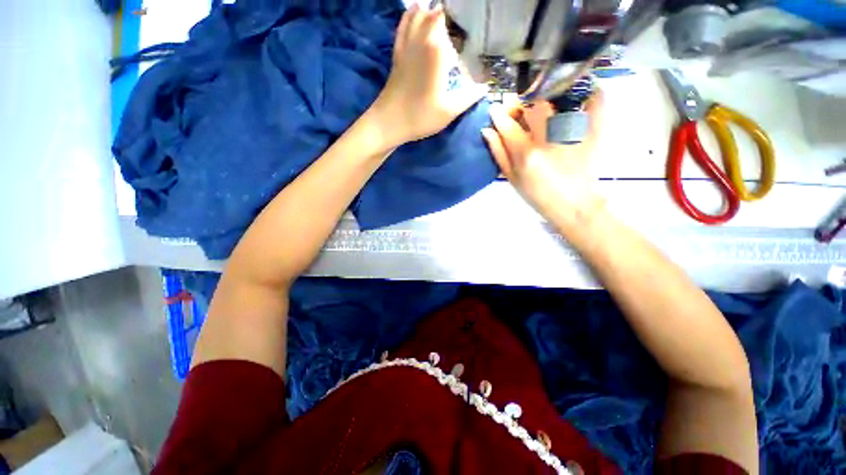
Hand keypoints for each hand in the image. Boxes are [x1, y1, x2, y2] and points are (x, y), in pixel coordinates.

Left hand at [370, 4, 486, 147]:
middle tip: (458, 22)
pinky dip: (409, 16)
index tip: (468, 16)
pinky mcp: (397, 55)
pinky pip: (402, 27)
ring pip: (415, 16)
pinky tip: (415, 12)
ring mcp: (405, 46)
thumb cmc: (420, 117)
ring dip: (428, 11)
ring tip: (440, 12)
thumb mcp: (449, 111)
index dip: (455, 14)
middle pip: (431, 13)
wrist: (389, 122)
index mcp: (435, 50)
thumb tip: (486, 88)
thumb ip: (469, 97)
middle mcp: (419, 41)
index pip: (445, 18)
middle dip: (444, 14)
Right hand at [482, 94, 605, 227]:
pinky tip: (583, 92)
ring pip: (559, 100)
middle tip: (520, 108)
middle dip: (522, 103)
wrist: (572, 205)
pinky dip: (591, 94)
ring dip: (547, 98)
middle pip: (534, 106)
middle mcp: (548, 139)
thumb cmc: (537, 195)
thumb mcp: (512, 178)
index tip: (496, 110)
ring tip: (543, 106)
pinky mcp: (592, 132)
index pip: (508, 125)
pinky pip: (596, 103)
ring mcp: (572, 133)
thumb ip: (499, 153)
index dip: (499, 114)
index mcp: (526, 154)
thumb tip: (487, 130)